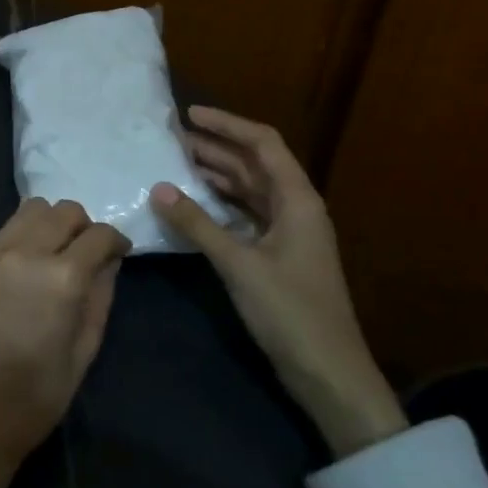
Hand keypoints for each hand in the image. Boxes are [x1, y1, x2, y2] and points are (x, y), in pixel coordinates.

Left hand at [0, 199, 129, 487]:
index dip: (116, 241)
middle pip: (63, 211)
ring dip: (49, 225)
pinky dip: (20, 241)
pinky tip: (20, 274)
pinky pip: (2, 234)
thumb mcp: (84, 351)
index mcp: (60, 277)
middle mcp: (23, 252)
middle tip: (86, 255)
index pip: (99, 235)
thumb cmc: (35, 396)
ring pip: (29, 211)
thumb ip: (100, 296)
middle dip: (83, 227)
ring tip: (52, 256)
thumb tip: (109, 262)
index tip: (119, 254)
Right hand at [152, 106, 405, 456]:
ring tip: (176, 165)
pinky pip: (246, 215)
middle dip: (216, 148)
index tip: (190, 115)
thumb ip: (198, 223)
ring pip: (249, 190)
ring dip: (217, 176)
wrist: (328, 372)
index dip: (228, 125)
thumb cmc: (290, 311)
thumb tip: (159, 187)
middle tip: (172, 140)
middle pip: (255, 165)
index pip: (263, 144)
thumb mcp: (239, 264)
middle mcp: (296, 208)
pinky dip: (220, 205)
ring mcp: (288, 233)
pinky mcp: (278, 255)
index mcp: (298, 200)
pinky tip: (193, 205)